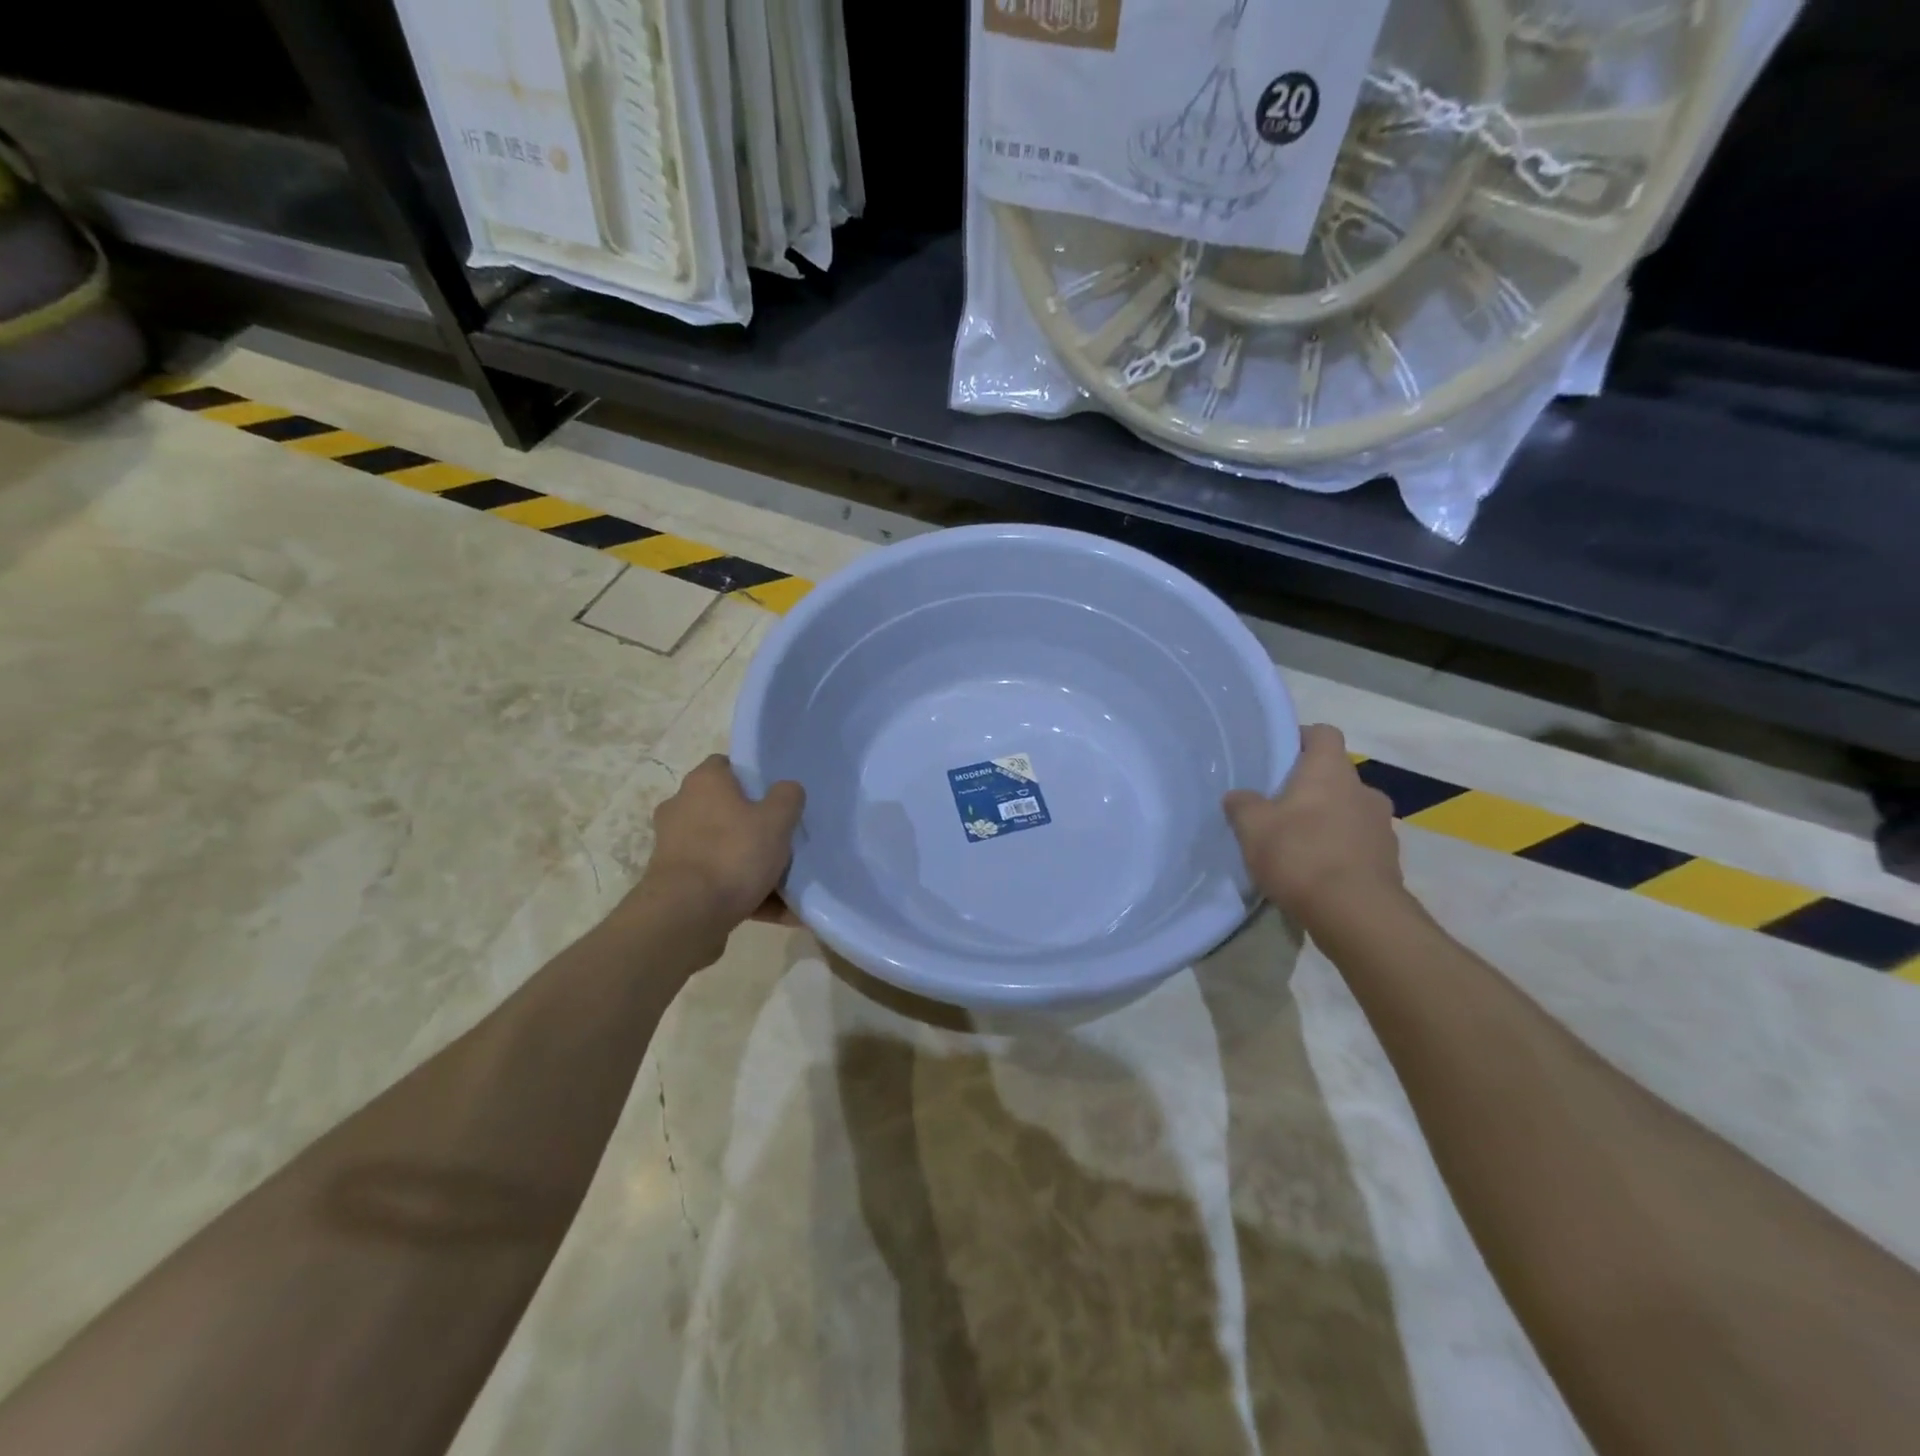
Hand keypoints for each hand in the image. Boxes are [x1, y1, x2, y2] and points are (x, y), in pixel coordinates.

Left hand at [634, 756, 804, 931]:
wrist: (685, 917)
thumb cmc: (732, 854)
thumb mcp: (776, 820)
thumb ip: (788, 797)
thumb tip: (787, 789)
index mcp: (703, 783)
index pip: (727, 765)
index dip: (754, 777)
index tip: (778, 796)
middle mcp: (682, 808)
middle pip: (728, 810)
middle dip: (756, 826)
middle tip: (786, 839)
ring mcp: (675, 848)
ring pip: (725, 850)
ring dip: (753, 866)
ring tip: (789, 886)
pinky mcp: (676, 884)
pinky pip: (720, 883)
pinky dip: (745, 894)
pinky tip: (779, 913)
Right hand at [1224, 724, 1405, 931]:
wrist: (1356, 914)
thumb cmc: (1301, 855)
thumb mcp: (1252, 828)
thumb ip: (1242, 805)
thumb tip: (1238, 796)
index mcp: (1331, 771)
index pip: (1323, 734)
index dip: (1301, 738)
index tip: (1279, 755)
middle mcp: (1363, 790)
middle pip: (1335, 776)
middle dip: (1310, 788)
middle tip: (1279, 807)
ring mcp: (1381, 827)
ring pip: (1348, 811)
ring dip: (1326, 821)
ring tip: (1296, 845)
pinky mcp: (1388, 861)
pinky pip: (1358, 844)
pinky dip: (1339, 851)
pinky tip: (1315, 873)